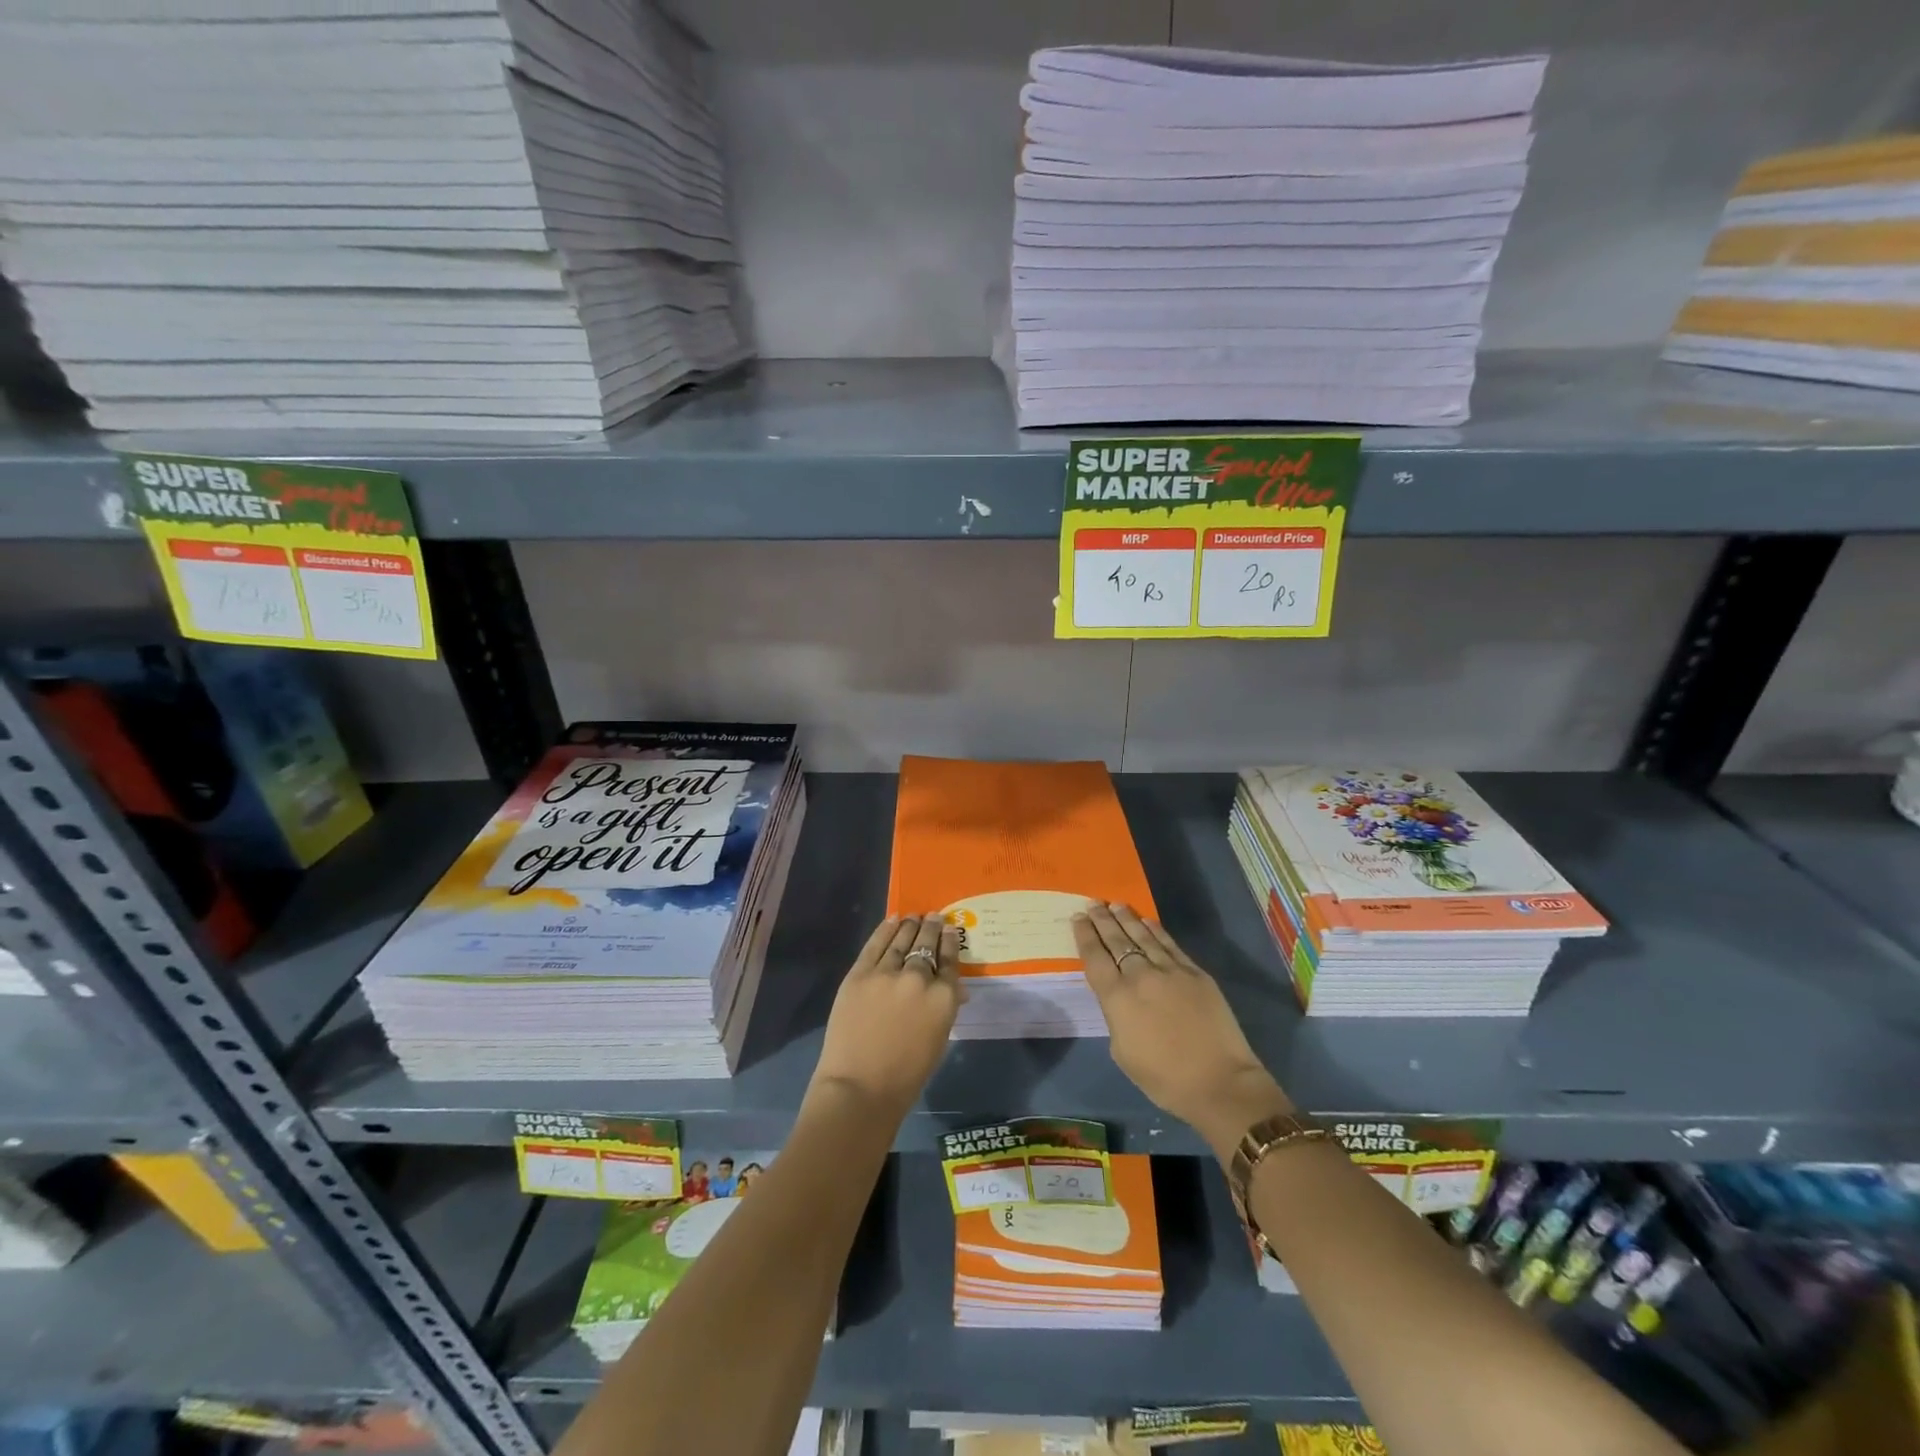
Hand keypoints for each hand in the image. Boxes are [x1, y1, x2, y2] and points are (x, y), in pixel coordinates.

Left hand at [810, 915, 962, 1113]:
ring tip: (914, 916)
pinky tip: (892, 920)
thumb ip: (945, 1008)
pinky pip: (875, 944)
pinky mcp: (860, 974)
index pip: (949, 960)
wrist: (860, 1086)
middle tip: (934, 916)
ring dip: (910, 925)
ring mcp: (887, 972)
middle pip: (926, 943)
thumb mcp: (938, 1040)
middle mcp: (918, 977)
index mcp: (943, 997)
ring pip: (902, 939)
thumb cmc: (907, 1074)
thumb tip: (954, 989)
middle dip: (932, 927)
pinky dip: (885, 929)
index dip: (950, 942)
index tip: (950, 930)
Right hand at [1075, 903, 1291, 1159]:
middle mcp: (1140, 976)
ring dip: (1127, 919)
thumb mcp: (1122, 1051)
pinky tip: (1146, 921)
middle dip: (1102, 920)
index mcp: (1117, 998)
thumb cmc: (1163, 1078)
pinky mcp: (1195, 973)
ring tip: (1115, 904)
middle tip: (1093, 903)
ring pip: (1143, 936)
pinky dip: (1156, 930)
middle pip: (1117, 941)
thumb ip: (1116, 1016)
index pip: (1095, 957)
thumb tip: (1119, 998)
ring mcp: (1171, 971)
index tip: (1078, 917)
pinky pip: (1170, 944)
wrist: (1218, 1082)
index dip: (1085, 935)